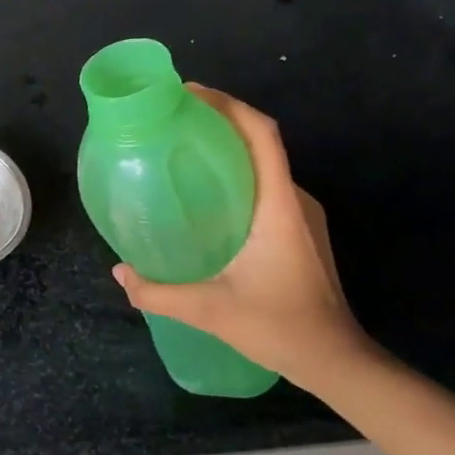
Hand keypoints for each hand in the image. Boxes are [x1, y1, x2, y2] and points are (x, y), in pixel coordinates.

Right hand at [109, 85, 375, 389]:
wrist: (336, 361)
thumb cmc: (279, 327)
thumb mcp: (209, 310)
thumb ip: (158, 292)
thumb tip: (119, 273)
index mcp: (279, 206)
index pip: (261, 134)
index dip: (227, 105)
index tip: (188, 93)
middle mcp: (294, 200)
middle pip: (261, 140)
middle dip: (220, 120)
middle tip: (172, 121)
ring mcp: (302, 215)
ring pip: (264, 163)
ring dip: (228, 148)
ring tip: (183, 150)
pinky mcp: (300, 231)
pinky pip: (266, 186)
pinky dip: (237, 175)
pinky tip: (206, 197)